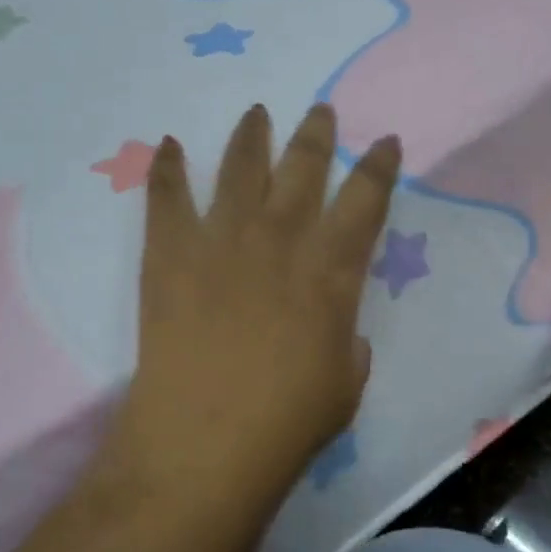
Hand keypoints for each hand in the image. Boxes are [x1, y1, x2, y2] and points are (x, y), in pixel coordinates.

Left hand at [115, 103, 400, 496]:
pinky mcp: (170, 251)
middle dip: (316, 133)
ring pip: (241, 166)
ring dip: (252, 134)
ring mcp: (222, 238)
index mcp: (332, 269)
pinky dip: (166, 167)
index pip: (366, 199)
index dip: (379, 166)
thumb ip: (348, 344)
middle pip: (304, 166)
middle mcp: (281, 237)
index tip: (384, 142)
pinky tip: (168, 144)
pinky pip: (167, 195)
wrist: (205, 440)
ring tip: (257, 112)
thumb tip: (338, 330)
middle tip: (320, 111)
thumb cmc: (287, 422)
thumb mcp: (345, 384)